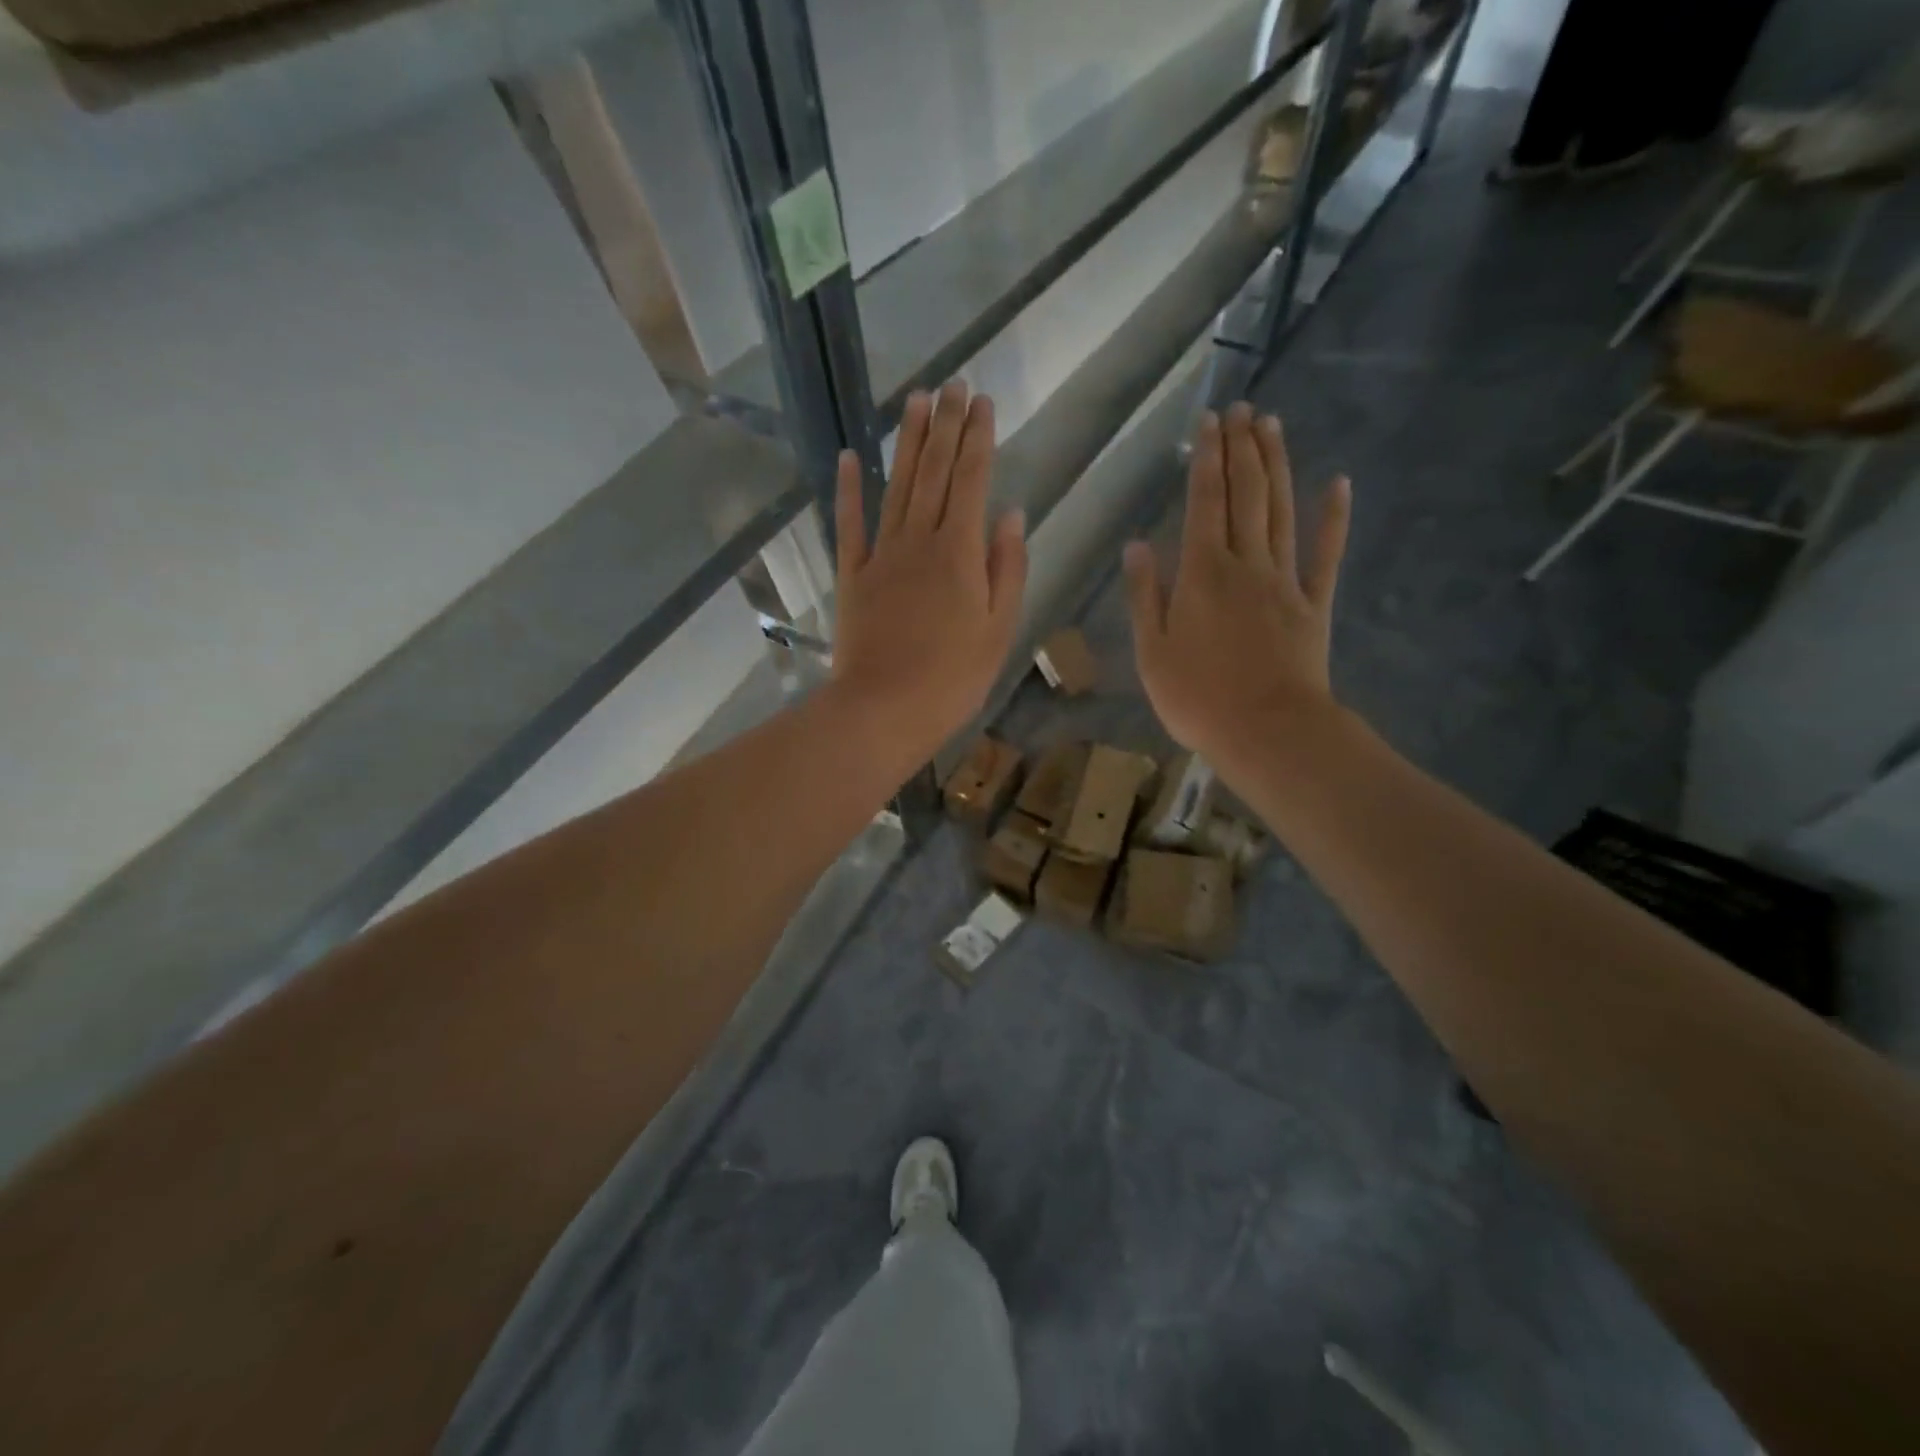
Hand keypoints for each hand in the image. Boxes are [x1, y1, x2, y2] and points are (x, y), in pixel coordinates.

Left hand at [830, 381, 1027, 763]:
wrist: (884, 708)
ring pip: (897, 486)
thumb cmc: (953, 678)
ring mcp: (881, 556)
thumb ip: (1007, 568)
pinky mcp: (853, 576)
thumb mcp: (999, 629)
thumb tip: (1011, 514)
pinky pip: (850, 525)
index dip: (979, 439)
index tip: (983, 402)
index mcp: (960, 552)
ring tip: (916, 401)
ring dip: (908, 443)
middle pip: (936, 473)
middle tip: (953, 385)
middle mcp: (920, 541)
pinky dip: (850, 490)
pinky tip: (852, 457)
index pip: (973, 481)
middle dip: (947, 426)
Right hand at [1124, 403, 1350, 780]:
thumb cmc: (1197, 697)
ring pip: (1281, 511)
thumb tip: (1137, 545)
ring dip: (1277, 466)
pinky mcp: (1314, 604)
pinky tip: (1339, 484)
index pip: (1203, 503)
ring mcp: (1285, 581)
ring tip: (1273, 425)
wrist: (1267, 731)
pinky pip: (1326, 554)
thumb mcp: (1150, 652)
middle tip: (1242, 408)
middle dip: (1241, 449)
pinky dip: (1334, 518)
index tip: (1209, 422)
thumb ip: (1143, 595)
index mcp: (1201, 574)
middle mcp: (1245, 564)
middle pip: (1245, 495)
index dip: (1206, 460)